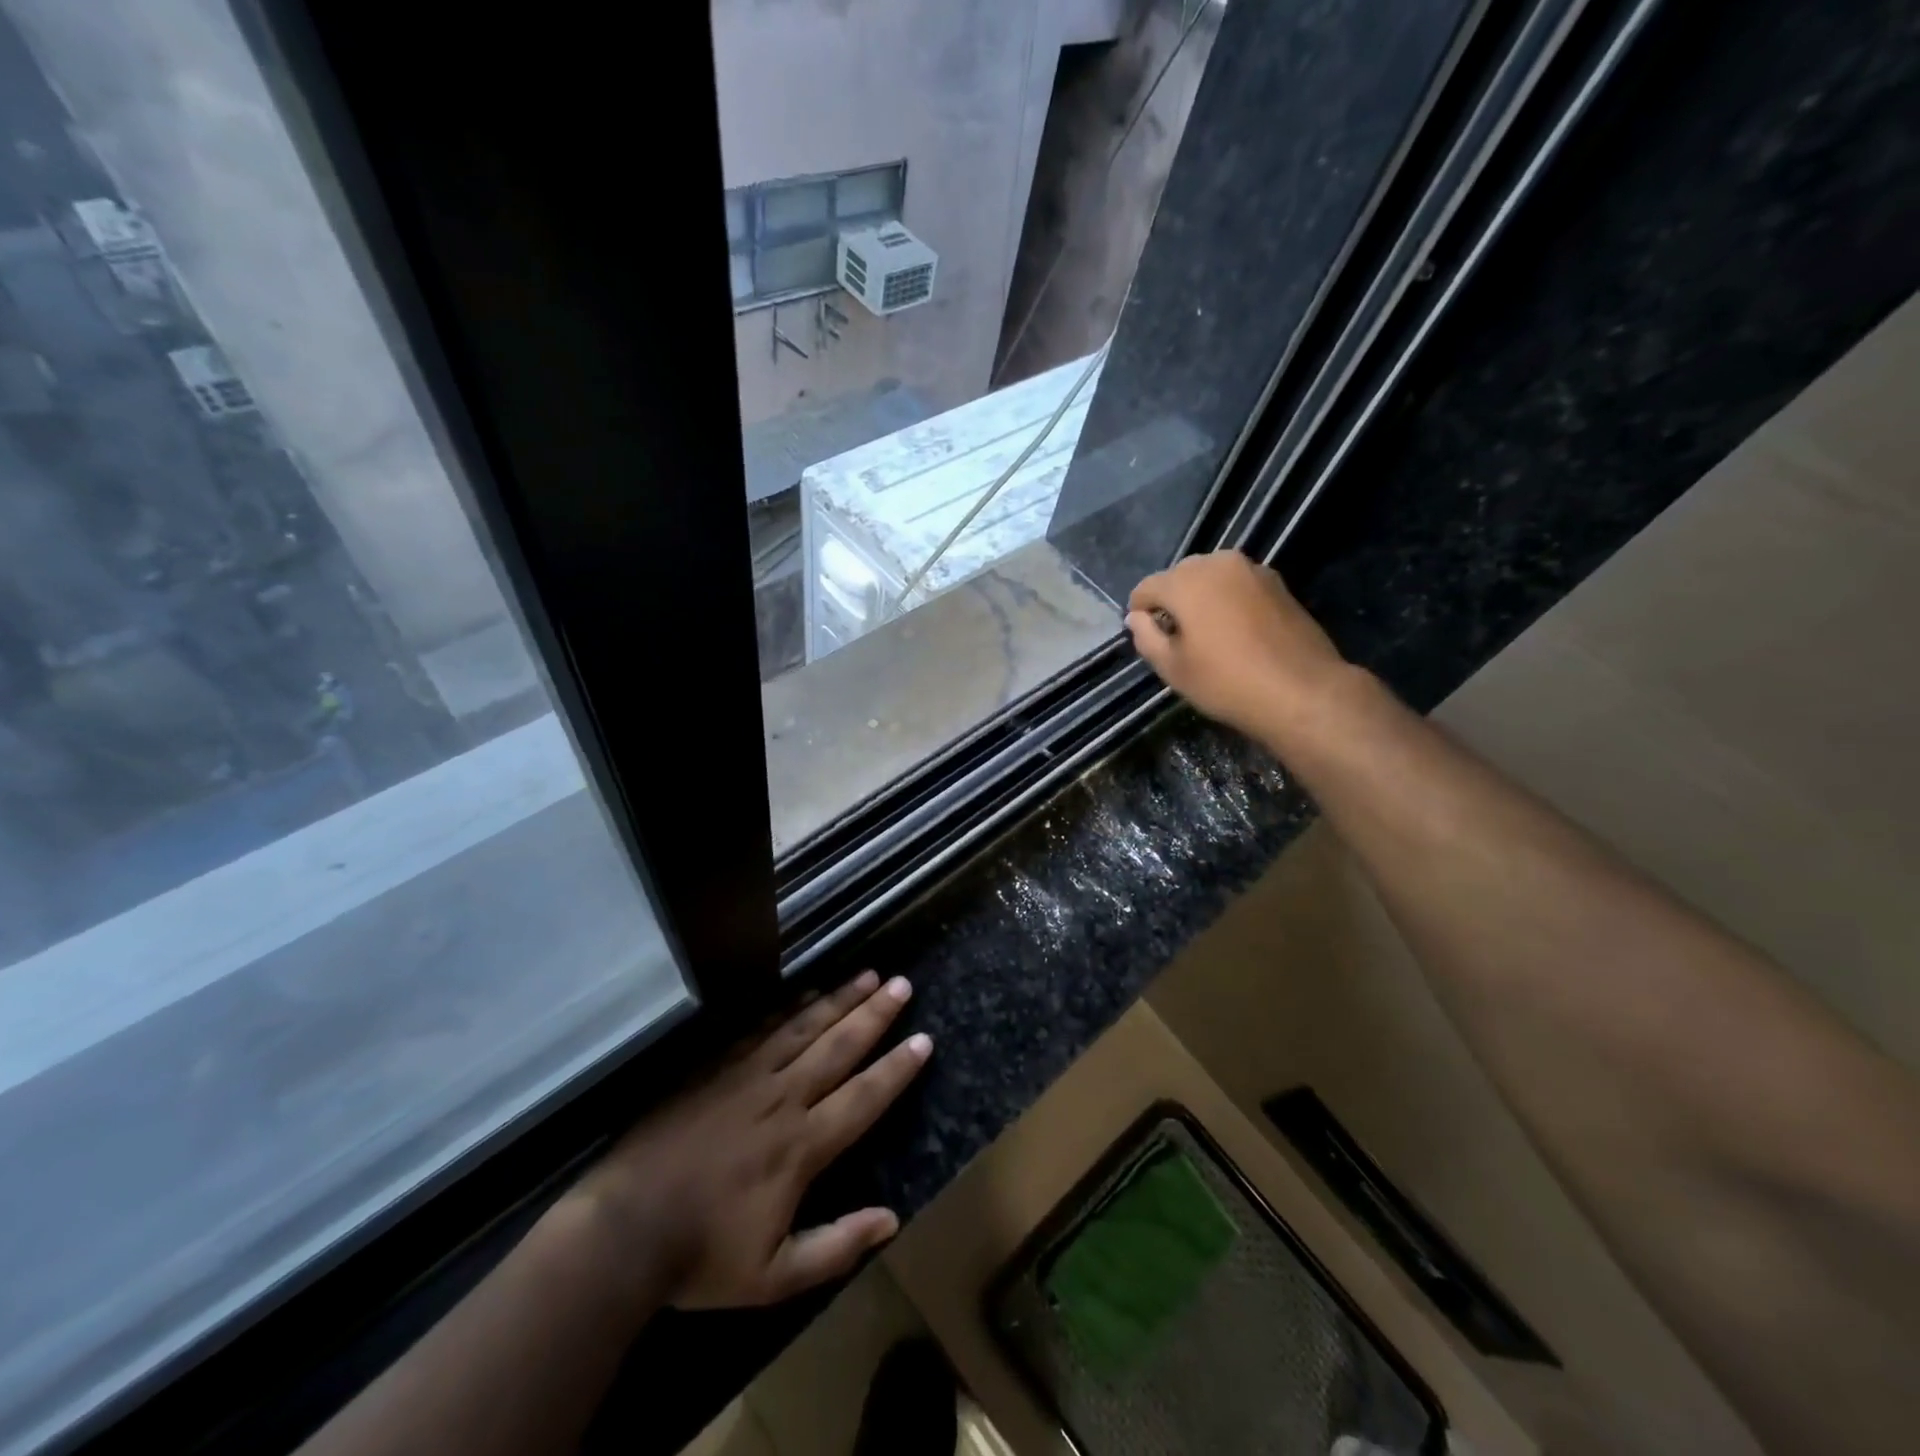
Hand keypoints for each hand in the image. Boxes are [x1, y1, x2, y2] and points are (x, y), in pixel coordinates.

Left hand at [558, 972, 930, 1310]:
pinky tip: (807, 994)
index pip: (863, 1097)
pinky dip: (791, 1009)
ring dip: (839, 999)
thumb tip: (892, 1221)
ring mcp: (747, 1077)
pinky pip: (763, 1029)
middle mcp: (782, 1098)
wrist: (621, 1230)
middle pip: (838, 1047)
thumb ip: (836, 1248)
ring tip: (868, 974)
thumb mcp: (773, 1277)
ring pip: (804, 1028)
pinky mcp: (716, 1068)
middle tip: (902, 984)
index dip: (897, 1068)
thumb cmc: (700, 1258)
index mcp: (801, 1146)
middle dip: (874, 1014)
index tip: (924, 1039)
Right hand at [1126, 550, 1348, 743]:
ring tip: (1207, 635)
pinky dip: (1228, 600)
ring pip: (1211, 577)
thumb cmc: (1226, 682)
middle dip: (1172, 601)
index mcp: (1186, 581)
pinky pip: (1237, 585)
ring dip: (1201, 599)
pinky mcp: (1277, 583)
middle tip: (1177, 638)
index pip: (1146, 588)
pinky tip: (1236, 632)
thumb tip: (1137, 618)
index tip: (1147, 638)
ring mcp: (1252, 569)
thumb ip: (1147, 637)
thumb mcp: (1173, 669)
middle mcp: (1218, 563)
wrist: (1302, 691)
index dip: (1139, 613)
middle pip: (1179, 576)